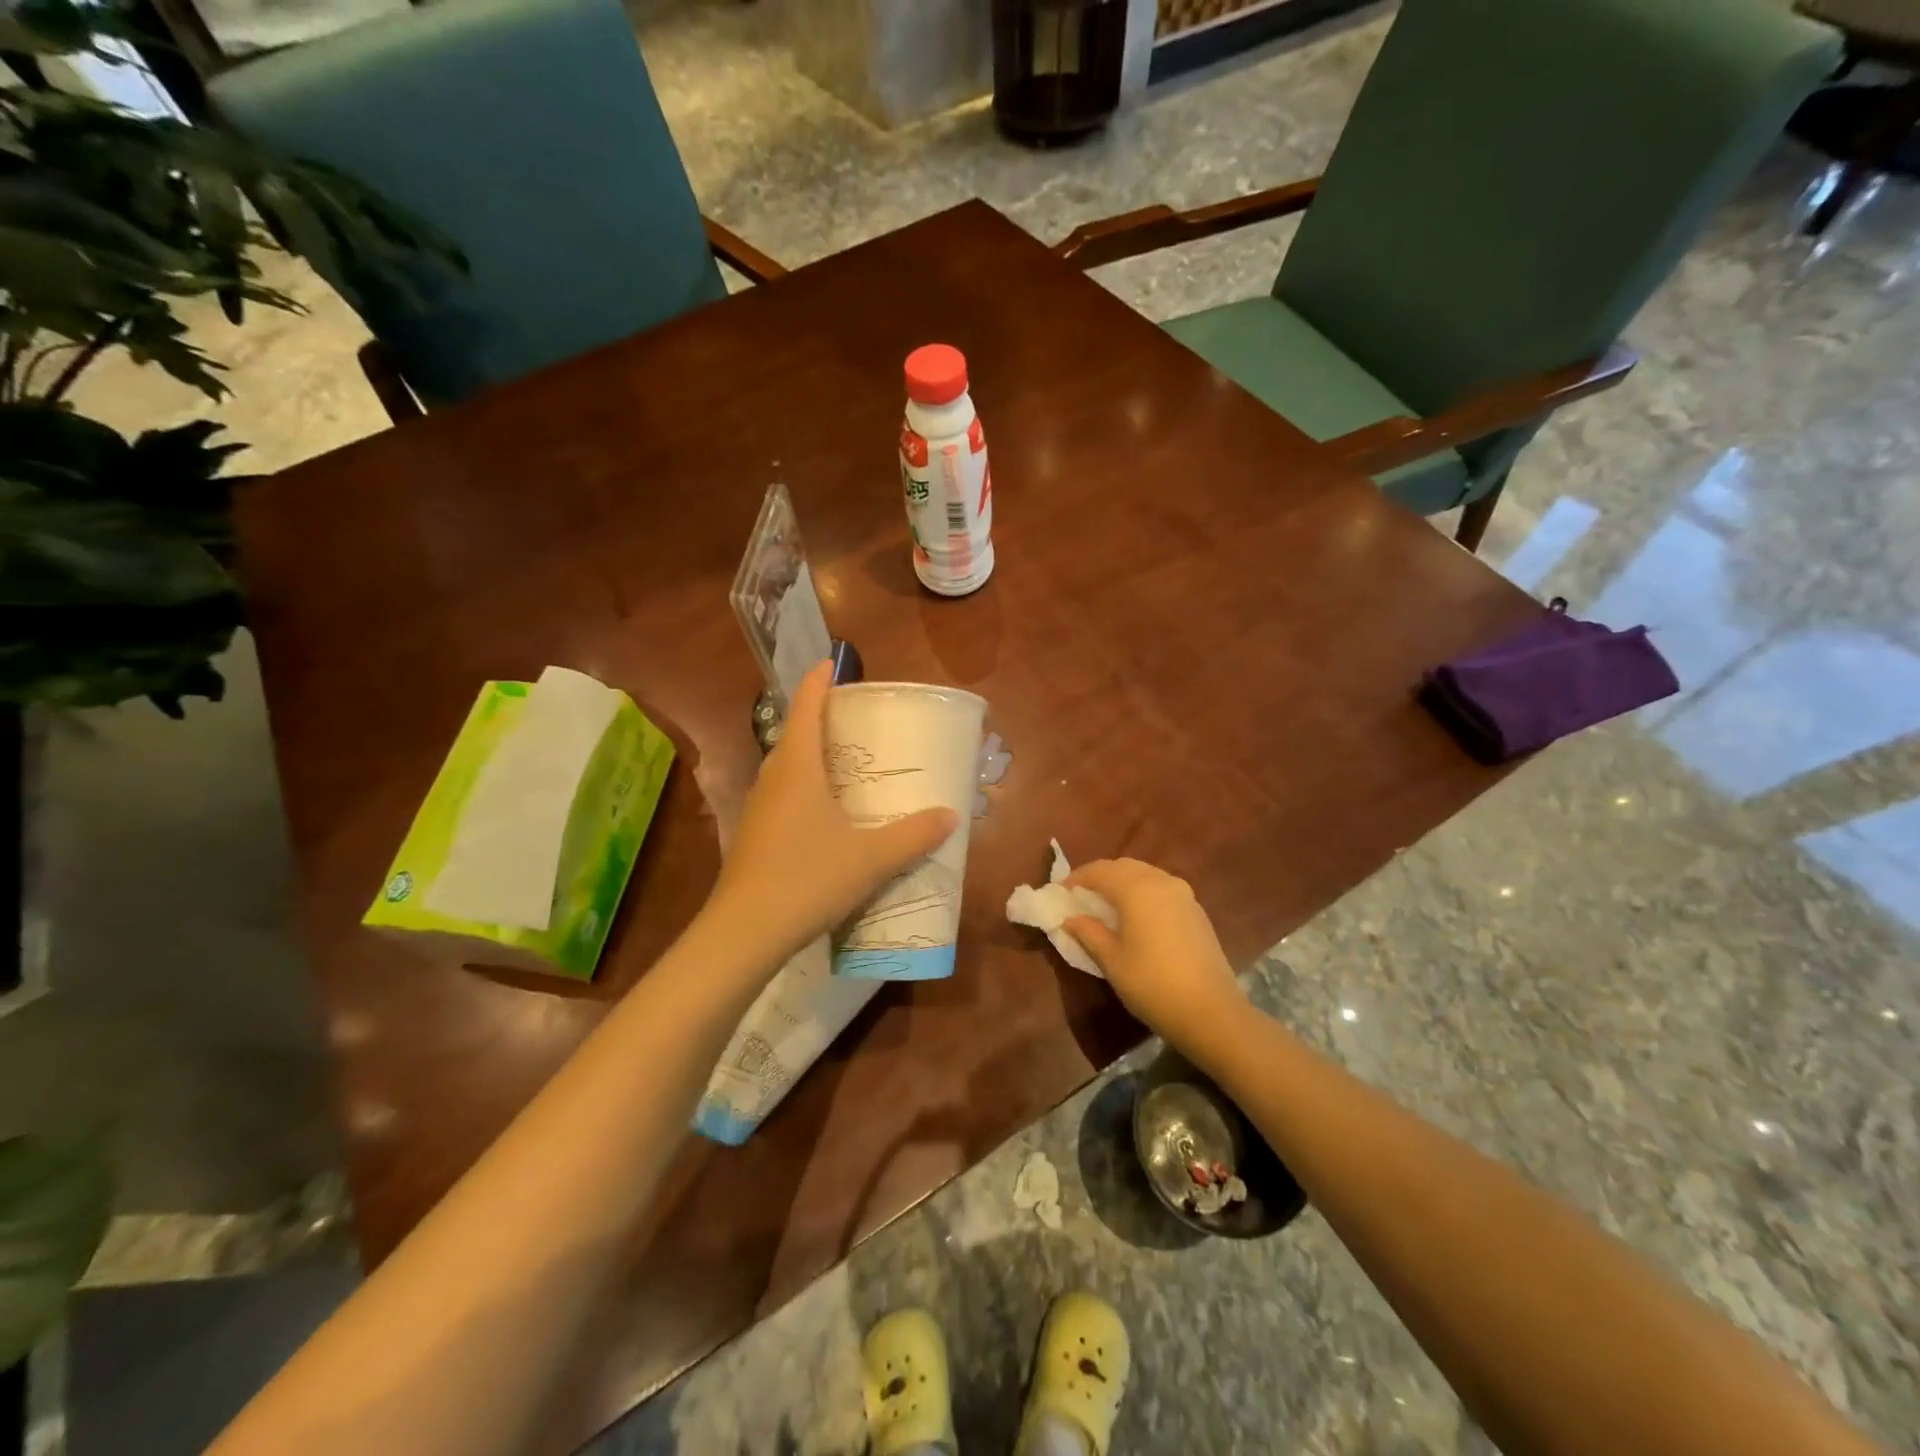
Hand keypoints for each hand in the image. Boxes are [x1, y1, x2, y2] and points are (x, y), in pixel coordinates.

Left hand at [707, 660, 959, 967]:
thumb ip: (913, 834)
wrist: (744, 933)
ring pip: (785, 769)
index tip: (831, 662)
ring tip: (844, 763)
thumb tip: (951, 816)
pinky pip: (781, 797)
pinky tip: (825, 815)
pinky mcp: (752, 837)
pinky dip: (803, 790)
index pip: (805, 708)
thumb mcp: (871, 858)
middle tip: (854, 719)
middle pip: (794, 735)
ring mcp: (757, 810)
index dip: (817, 682)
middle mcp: (772, 780)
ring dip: (810, 757)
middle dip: (819, 720)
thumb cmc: (808, 879)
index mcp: (797, 768)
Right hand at [1064, 859, 1246, 1054]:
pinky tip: (1136, 916)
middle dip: (1099, 877)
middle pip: (1123, 867)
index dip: (1076, 878)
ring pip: (1145, 874)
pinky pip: (1161, 888)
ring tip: (1106, 905)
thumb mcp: (1112, 960)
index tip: (1060, 893)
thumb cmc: (1152, 984)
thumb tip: (1070, 919)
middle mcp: (1161, 881)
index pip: (1099, 871)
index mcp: (1136, 889)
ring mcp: (1183, 894)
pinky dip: (1142, 892)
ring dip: (1122, 882)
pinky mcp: (1196, 910)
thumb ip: (1088, 933)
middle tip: (1081, 897)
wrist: (1211, 1012)